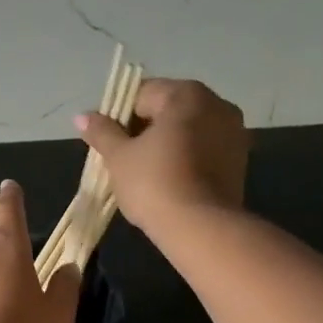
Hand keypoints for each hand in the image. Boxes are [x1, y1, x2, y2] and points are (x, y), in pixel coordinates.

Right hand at [75, 78, 247, 231]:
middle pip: (167, 109)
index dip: (118, 117)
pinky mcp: (240, 160)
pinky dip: (185, 158)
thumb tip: (82, 116)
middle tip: (123, 159)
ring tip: (145, 173)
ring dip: (165, 144)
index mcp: (186, 94)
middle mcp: (216, 104)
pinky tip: (169, 181)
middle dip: (143, 130)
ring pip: (187, 130)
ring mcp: (233, 131)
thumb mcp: (118, 157)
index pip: (141, 94)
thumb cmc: (154, 184)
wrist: (201, 228)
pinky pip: (203, 149)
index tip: (108, 143)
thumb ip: (101, 132)